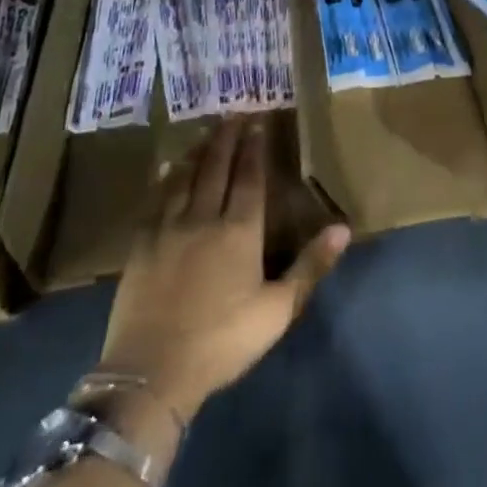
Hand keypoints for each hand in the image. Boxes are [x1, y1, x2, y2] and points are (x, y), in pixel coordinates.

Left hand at [99, 118, 349, 421]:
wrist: (151, 373)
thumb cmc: (223, 341)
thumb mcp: (278, 309)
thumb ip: (310, 265)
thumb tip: (343, 228)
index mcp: (239, 231)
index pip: (249, 177)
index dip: (254, 147)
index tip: (258, 121)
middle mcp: (204, 217)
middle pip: (217, 167)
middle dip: (227, 138)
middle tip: (234, 113)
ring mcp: (169, 228)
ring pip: (185, 176)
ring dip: (198, 149)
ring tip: (207, 130)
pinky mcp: (142, 244)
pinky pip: (156, 198)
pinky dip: (166, 176)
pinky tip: (169, 166)